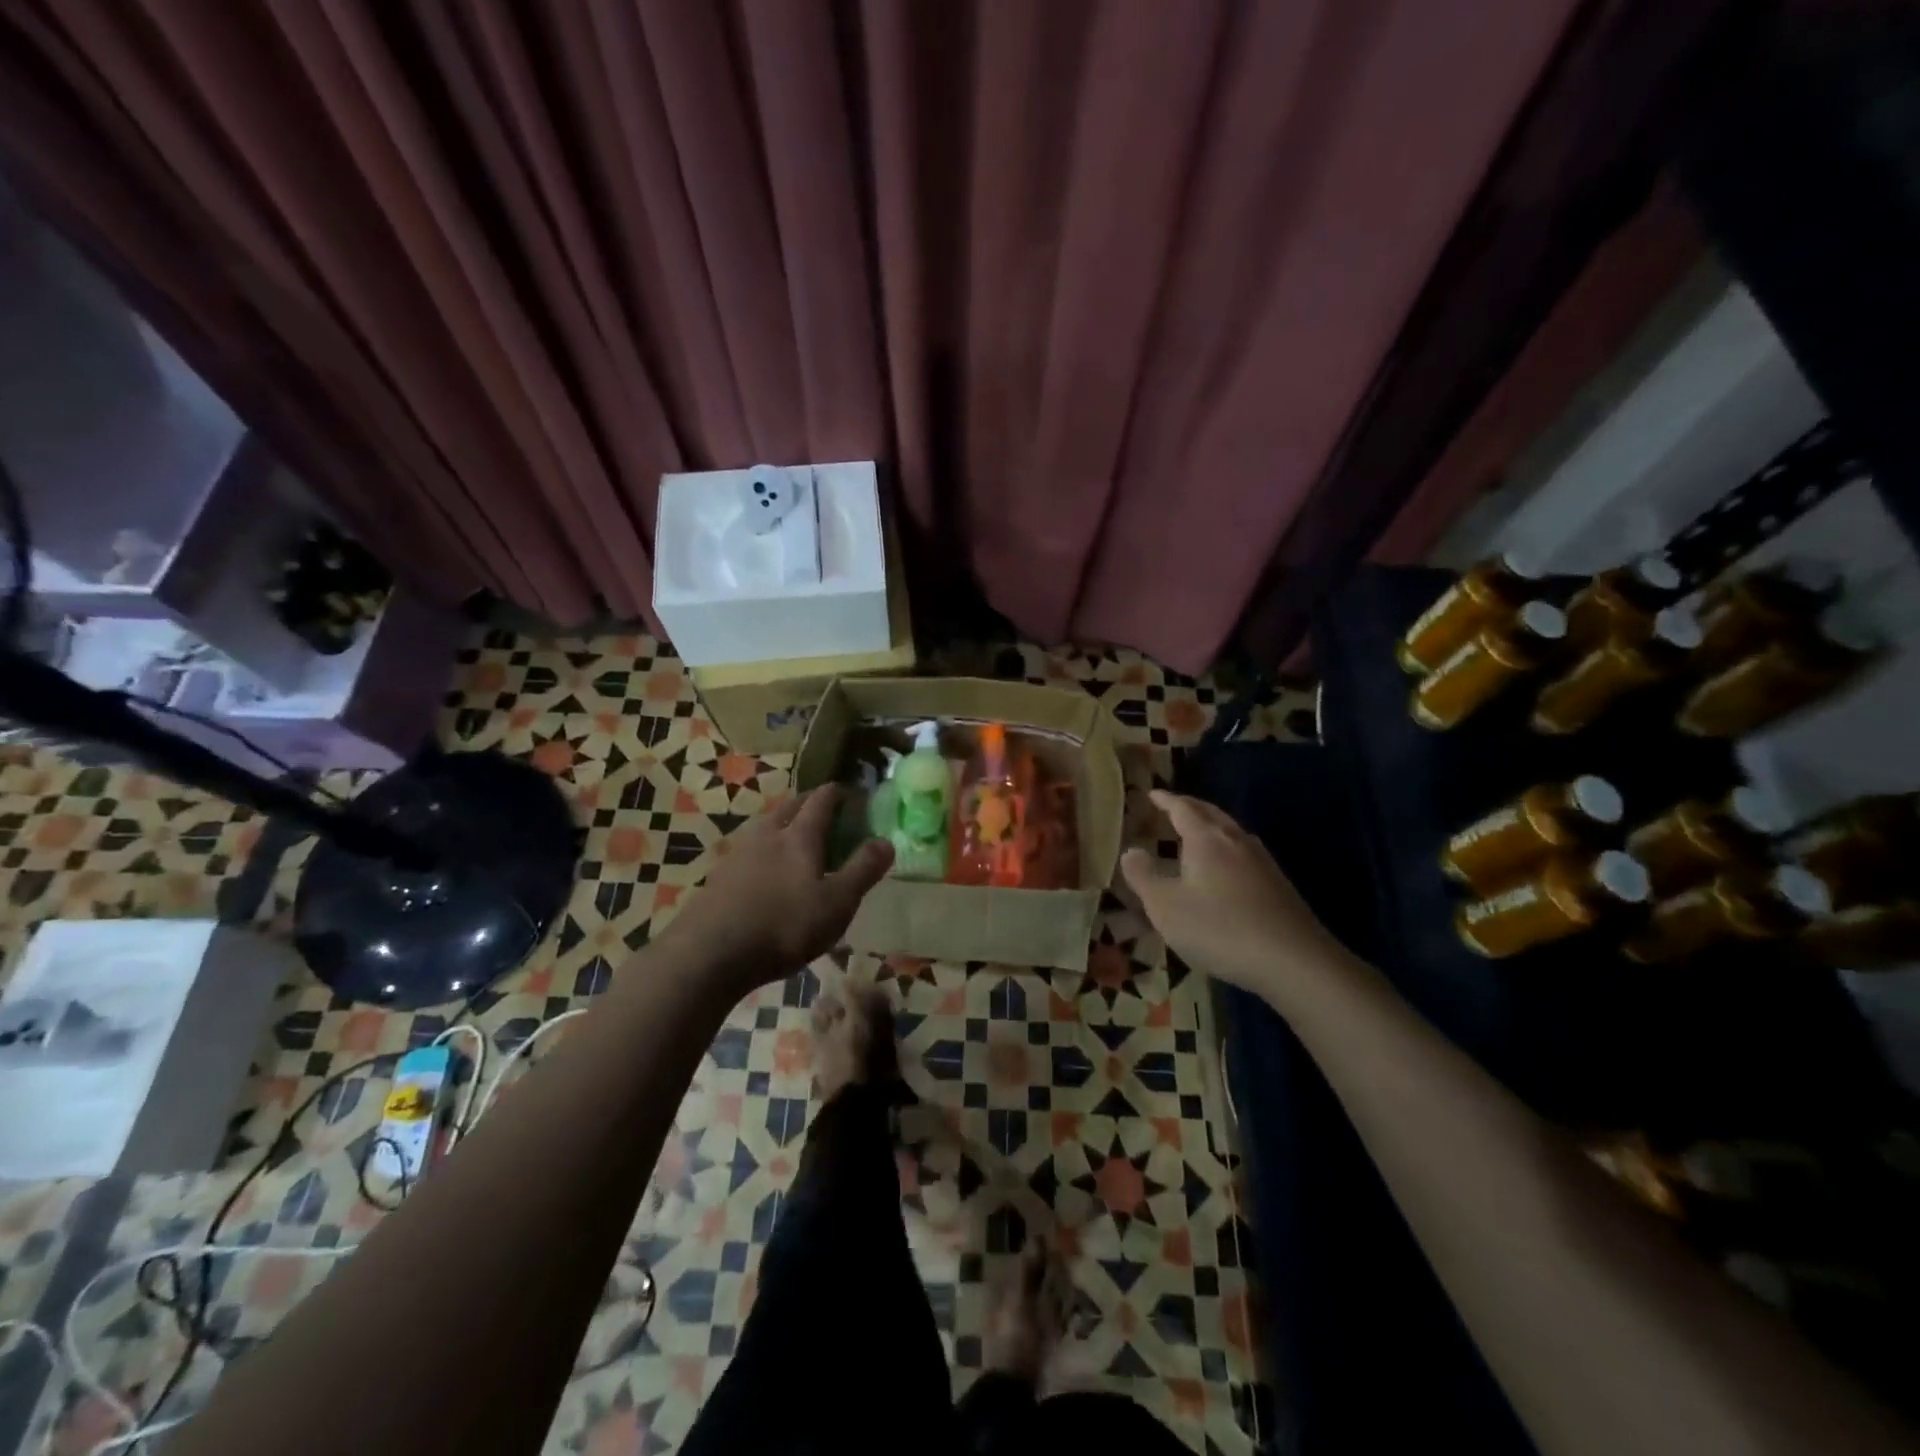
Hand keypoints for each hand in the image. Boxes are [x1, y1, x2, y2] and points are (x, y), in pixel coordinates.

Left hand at [663, 786, 893, 989]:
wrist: (709, 954)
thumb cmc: (783, 926)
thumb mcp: (836, 903)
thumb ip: (863, 871)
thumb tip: (886, 841)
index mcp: (799, 836)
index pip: (821, 800)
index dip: (838, 793)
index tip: (851, 792)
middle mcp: (767, 834)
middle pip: (790, 806)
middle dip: (809, 803)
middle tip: (826, 812)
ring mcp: (738, 853)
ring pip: (766, 826)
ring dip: (784, 825)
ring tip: (796, 840)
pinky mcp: (719, 876)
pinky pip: (749, 850)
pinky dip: (764, 851)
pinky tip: (766, 871)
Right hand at [1121, 789, 1343, 999]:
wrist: (1293, 960)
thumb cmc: (1219, 928)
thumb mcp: (1165, 906)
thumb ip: (1143, 876)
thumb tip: (1131, 850)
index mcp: (1206, 839)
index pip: (1182, 809)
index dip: (1165, 800)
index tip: (1152, 793)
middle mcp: (1236, 841)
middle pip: (1211, 814)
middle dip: (1190, 807)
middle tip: (1172, 806)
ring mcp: (1262, 862)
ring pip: (1231, 832)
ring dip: (1211, 826)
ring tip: (1196, 833)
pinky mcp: (1278, 885)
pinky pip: (1244, 853)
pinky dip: (1226, 849)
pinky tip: (1226, 868)